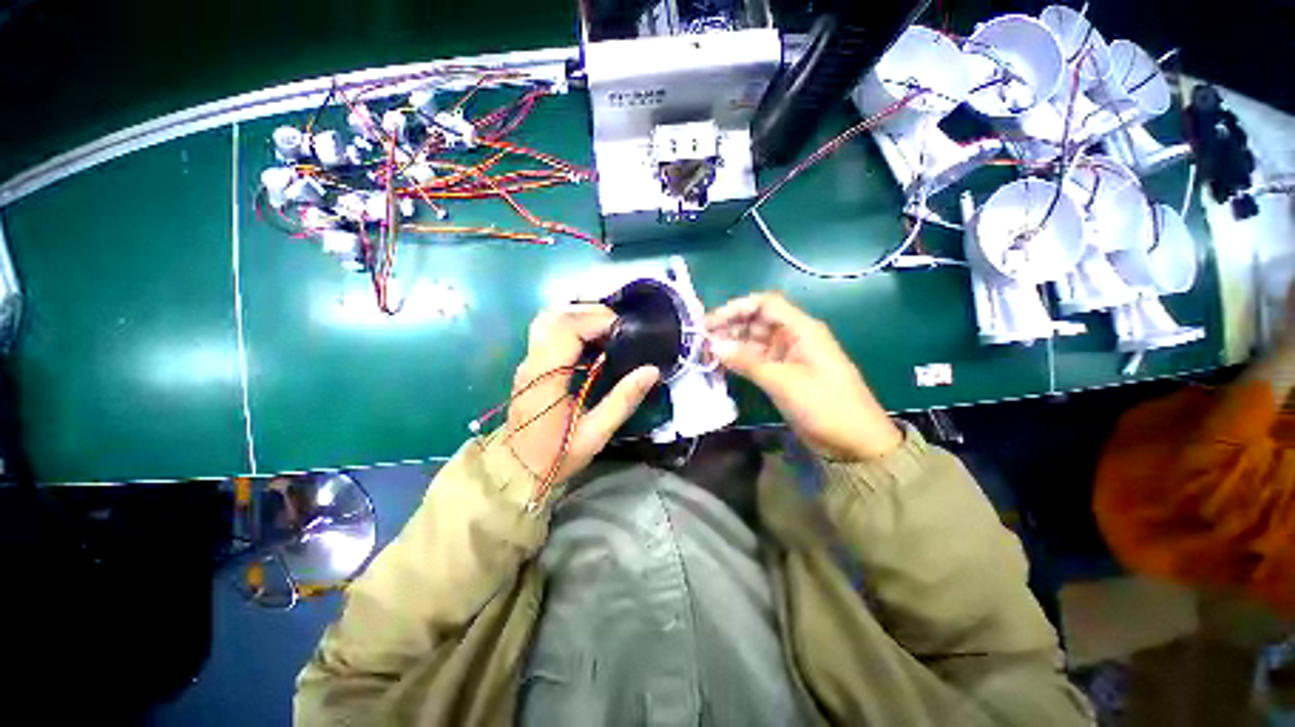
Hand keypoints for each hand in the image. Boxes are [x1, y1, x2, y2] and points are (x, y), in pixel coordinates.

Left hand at [505, 305, 659, 486]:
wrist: (516, 469)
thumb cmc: (555, 455)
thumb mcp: (595, 434)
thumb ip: (622, 401)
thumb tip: (651, 371)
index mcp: (545, 377)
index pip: (567, 329)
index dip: (597, 321)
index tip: (624, 329)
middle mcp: (532, 362)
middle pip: (557, 316)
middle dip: (591, 313)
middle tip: (620, 327)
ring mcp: (528, 361)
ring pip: (550, 319)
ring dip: (580, 316)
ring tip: (608, 329)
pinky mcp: (530, 364)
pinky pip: (549, 330)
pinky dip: (572, 325)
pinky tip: (592, 339)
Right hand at [706, 293, 901, 461]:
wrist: (855, 443)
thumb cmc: (825, 406)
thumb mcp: (784, 382)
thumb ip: (747, 361)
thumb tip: (714, 345)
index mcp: (801, 329)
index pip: (765, 304)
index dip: (736, 308)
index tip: (710, 323)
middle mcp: (793, 336)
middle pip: (756, 321)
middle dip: (729, 327)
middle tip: (701, 341)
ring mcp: (787, 355)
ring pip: (753, 340)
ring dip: (731, 344)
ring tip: (705, 354)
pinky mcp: (783, 373)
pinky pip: (756, 360)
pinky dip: (738, 361)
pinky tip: (720, 366)